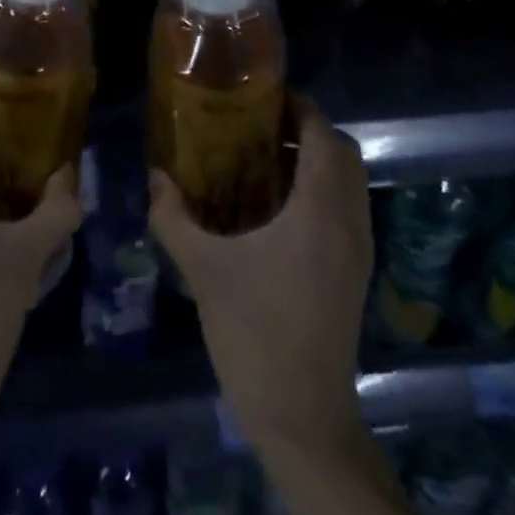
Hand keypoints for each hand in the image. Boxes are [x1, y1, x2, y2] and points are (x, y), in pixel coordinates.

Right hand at [149, 94, 372, 451]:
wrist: (303, 417)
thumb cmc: (254, 332)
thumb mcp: (203, 269)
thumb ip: (174, 217)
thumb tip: (155, 176)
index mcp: (319, 211)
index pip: (323, 136)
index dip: (300, 108)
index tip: (263, 97)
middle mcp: (349, 222)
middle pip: (344, 153)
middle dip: (308, 130)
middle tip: (260, 126)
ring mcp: (359, 251)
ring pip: (352, 182)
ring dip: (318, 160)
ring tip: (266, 160)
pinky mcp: (356, 274)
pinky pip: (349, 209)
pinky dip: (324, 190)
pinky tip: (280, 208)